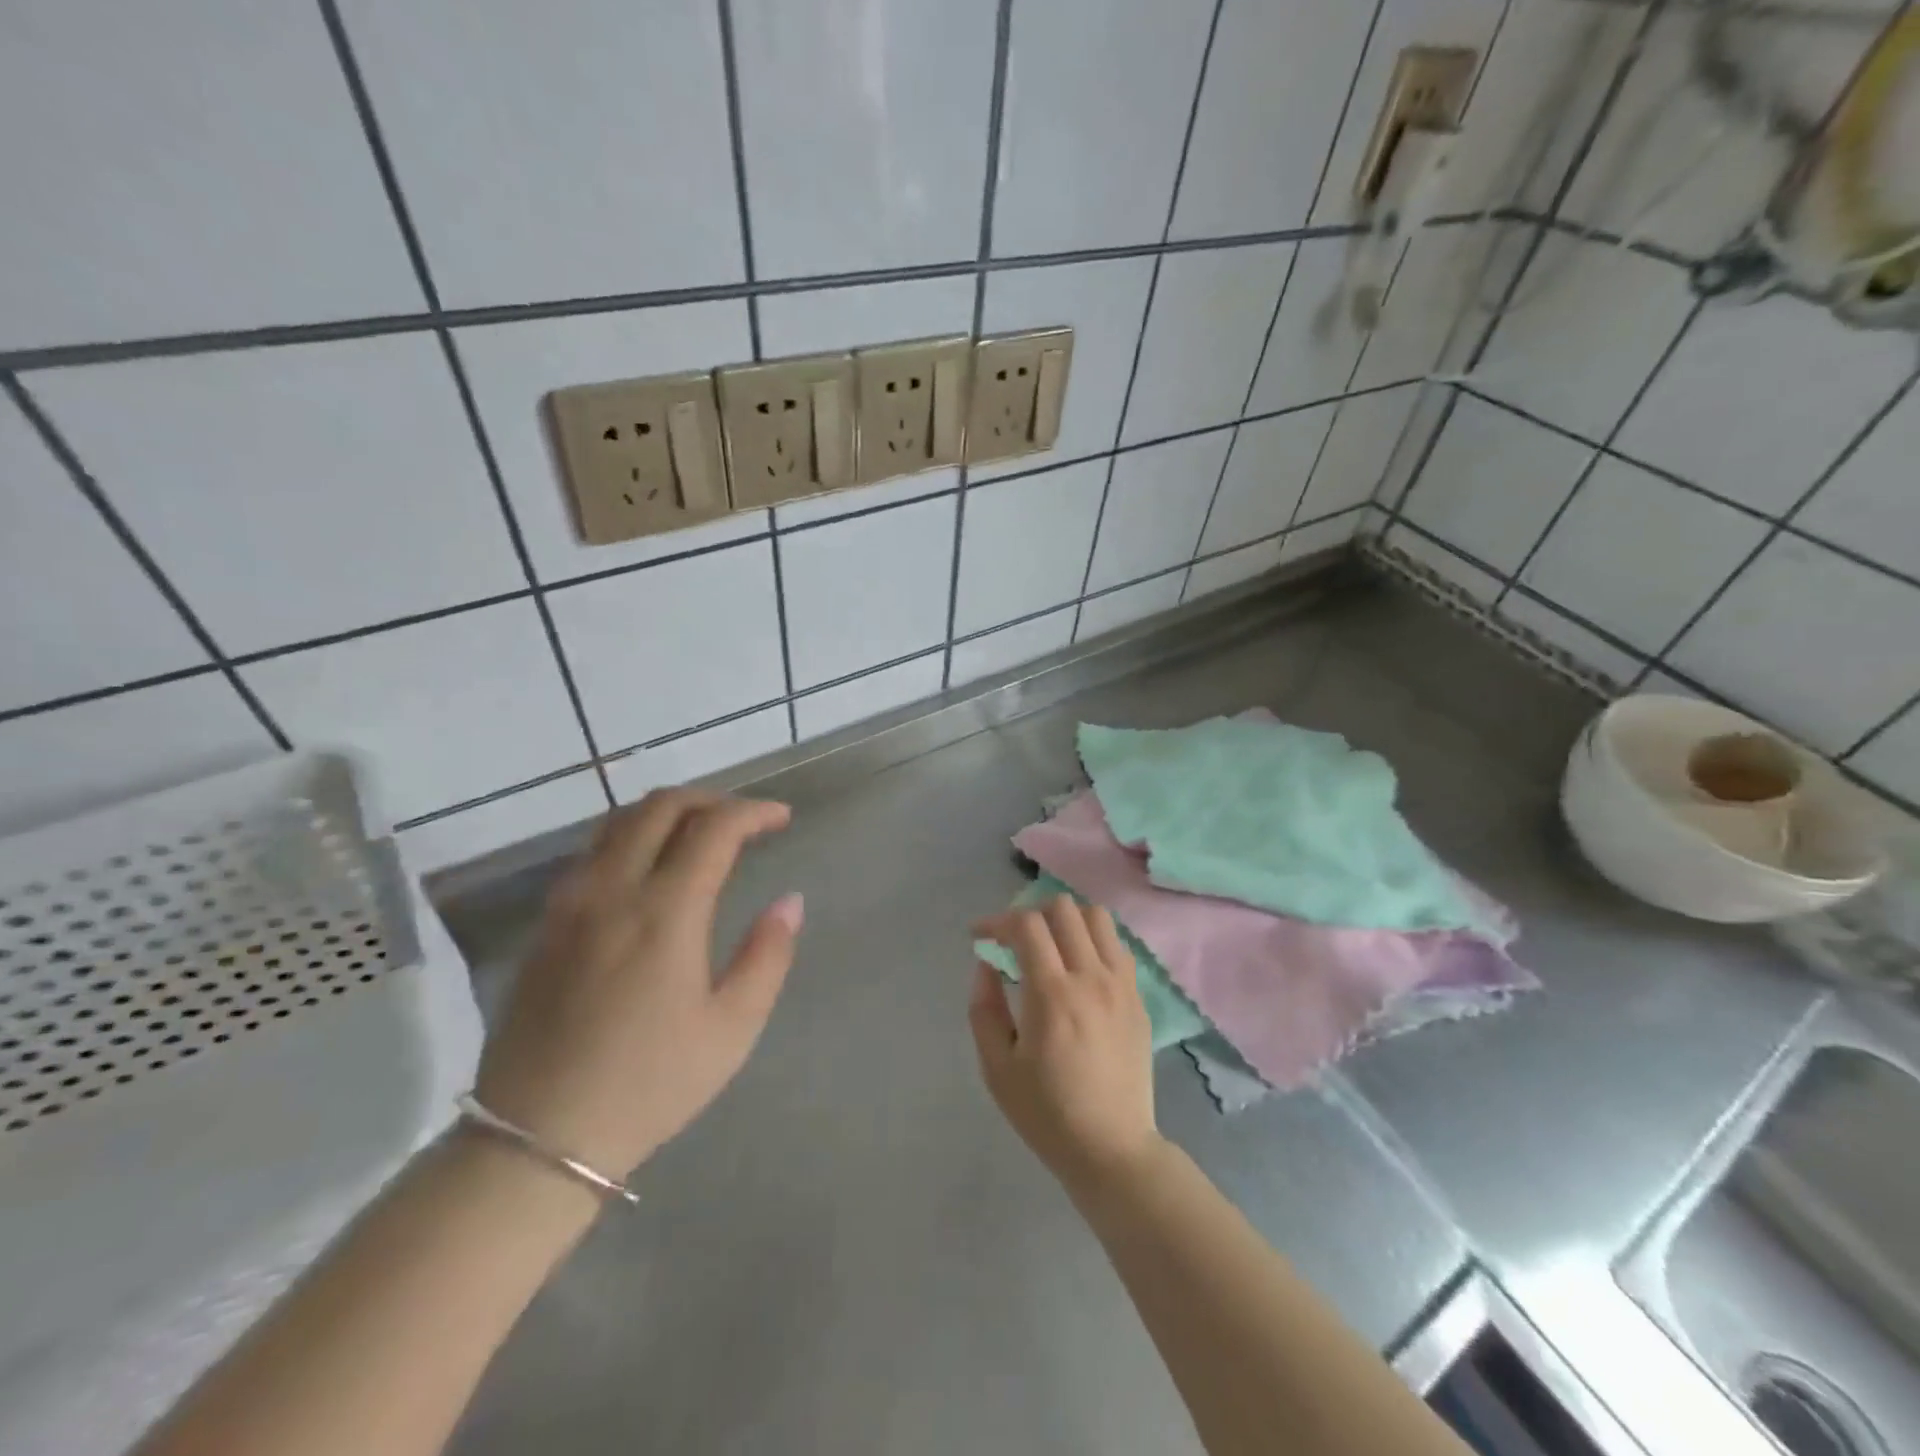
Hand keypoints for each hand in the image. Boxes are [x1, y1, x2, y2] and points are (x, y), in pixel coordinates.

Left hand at [474, 789, 802, 1180]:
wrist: (536, 1138)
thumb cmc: (649, 1084)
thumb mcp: (731, 1029)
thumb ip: (767, 955)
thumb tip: (789, 901)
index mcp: (664, 911)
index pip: (714, 828)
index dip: (753, 812)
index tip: (781, 818)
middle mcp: (612, 890)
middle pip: (660, 806)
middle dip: (711, 799)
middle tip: (744, 819)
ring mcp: (570, 903)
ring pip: (618, 822)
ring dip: (667, 812)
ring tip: (701, 833)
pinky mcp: (545, 924)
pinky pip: (592, 852)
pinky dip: (632, 837)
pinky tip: (650, 868)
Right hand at [969, 897, 1161, 1194]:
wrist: (1111, 1149)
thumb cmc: (1046, 1113)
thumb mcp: (996, 1067)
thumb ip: (984, 1008)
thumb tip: (987, 965)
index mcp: (1052, 995)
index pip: (1026, 925)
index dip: (997, 921)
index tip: (980, 936)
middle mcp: (1091, 978)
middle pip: (1063, 908)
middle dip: (1030, 913)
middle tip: (1014, 940)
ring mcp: (1121, 985)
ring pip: (1097, 917)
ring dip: (1066, 920)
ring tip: (1050, 944)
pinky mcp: (1138, 998)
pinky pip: (1117, 945)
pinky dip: (1093, 940)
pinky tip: (1079, 966)